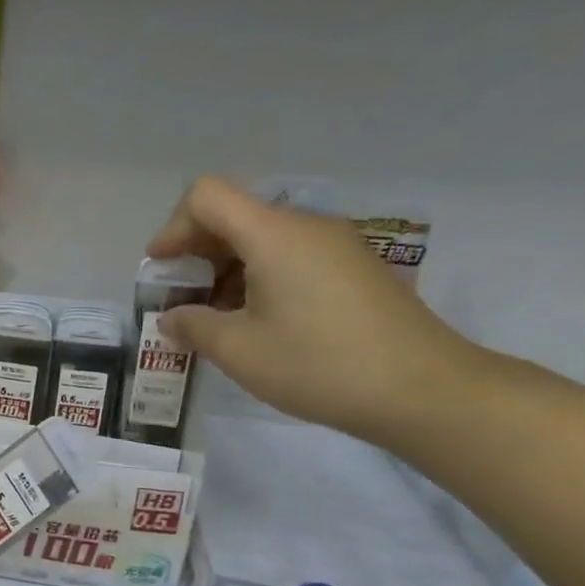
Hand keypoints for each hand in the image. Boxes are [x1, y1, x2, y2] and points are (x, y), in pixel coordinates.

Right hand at [148, 177, 484, 443]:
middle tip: (182, 301)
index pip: (206, 196)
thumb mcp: (240, 351)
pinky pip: (291, 256)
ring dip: (227, 270)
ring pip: (263, 239)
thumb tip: (172, 318)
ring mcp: (335, 245)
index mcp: (273, 234)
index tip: (162, 269)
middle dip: (196, 253)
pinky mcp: (353, 268)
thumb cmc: (319, 365)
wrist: (422, 389)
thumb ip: (193, 326)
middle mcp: (305, 226)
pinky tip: (258, 323)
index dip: (173, 227)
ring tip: (217, 320)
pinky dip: (260, 278)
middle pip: (234, 215)